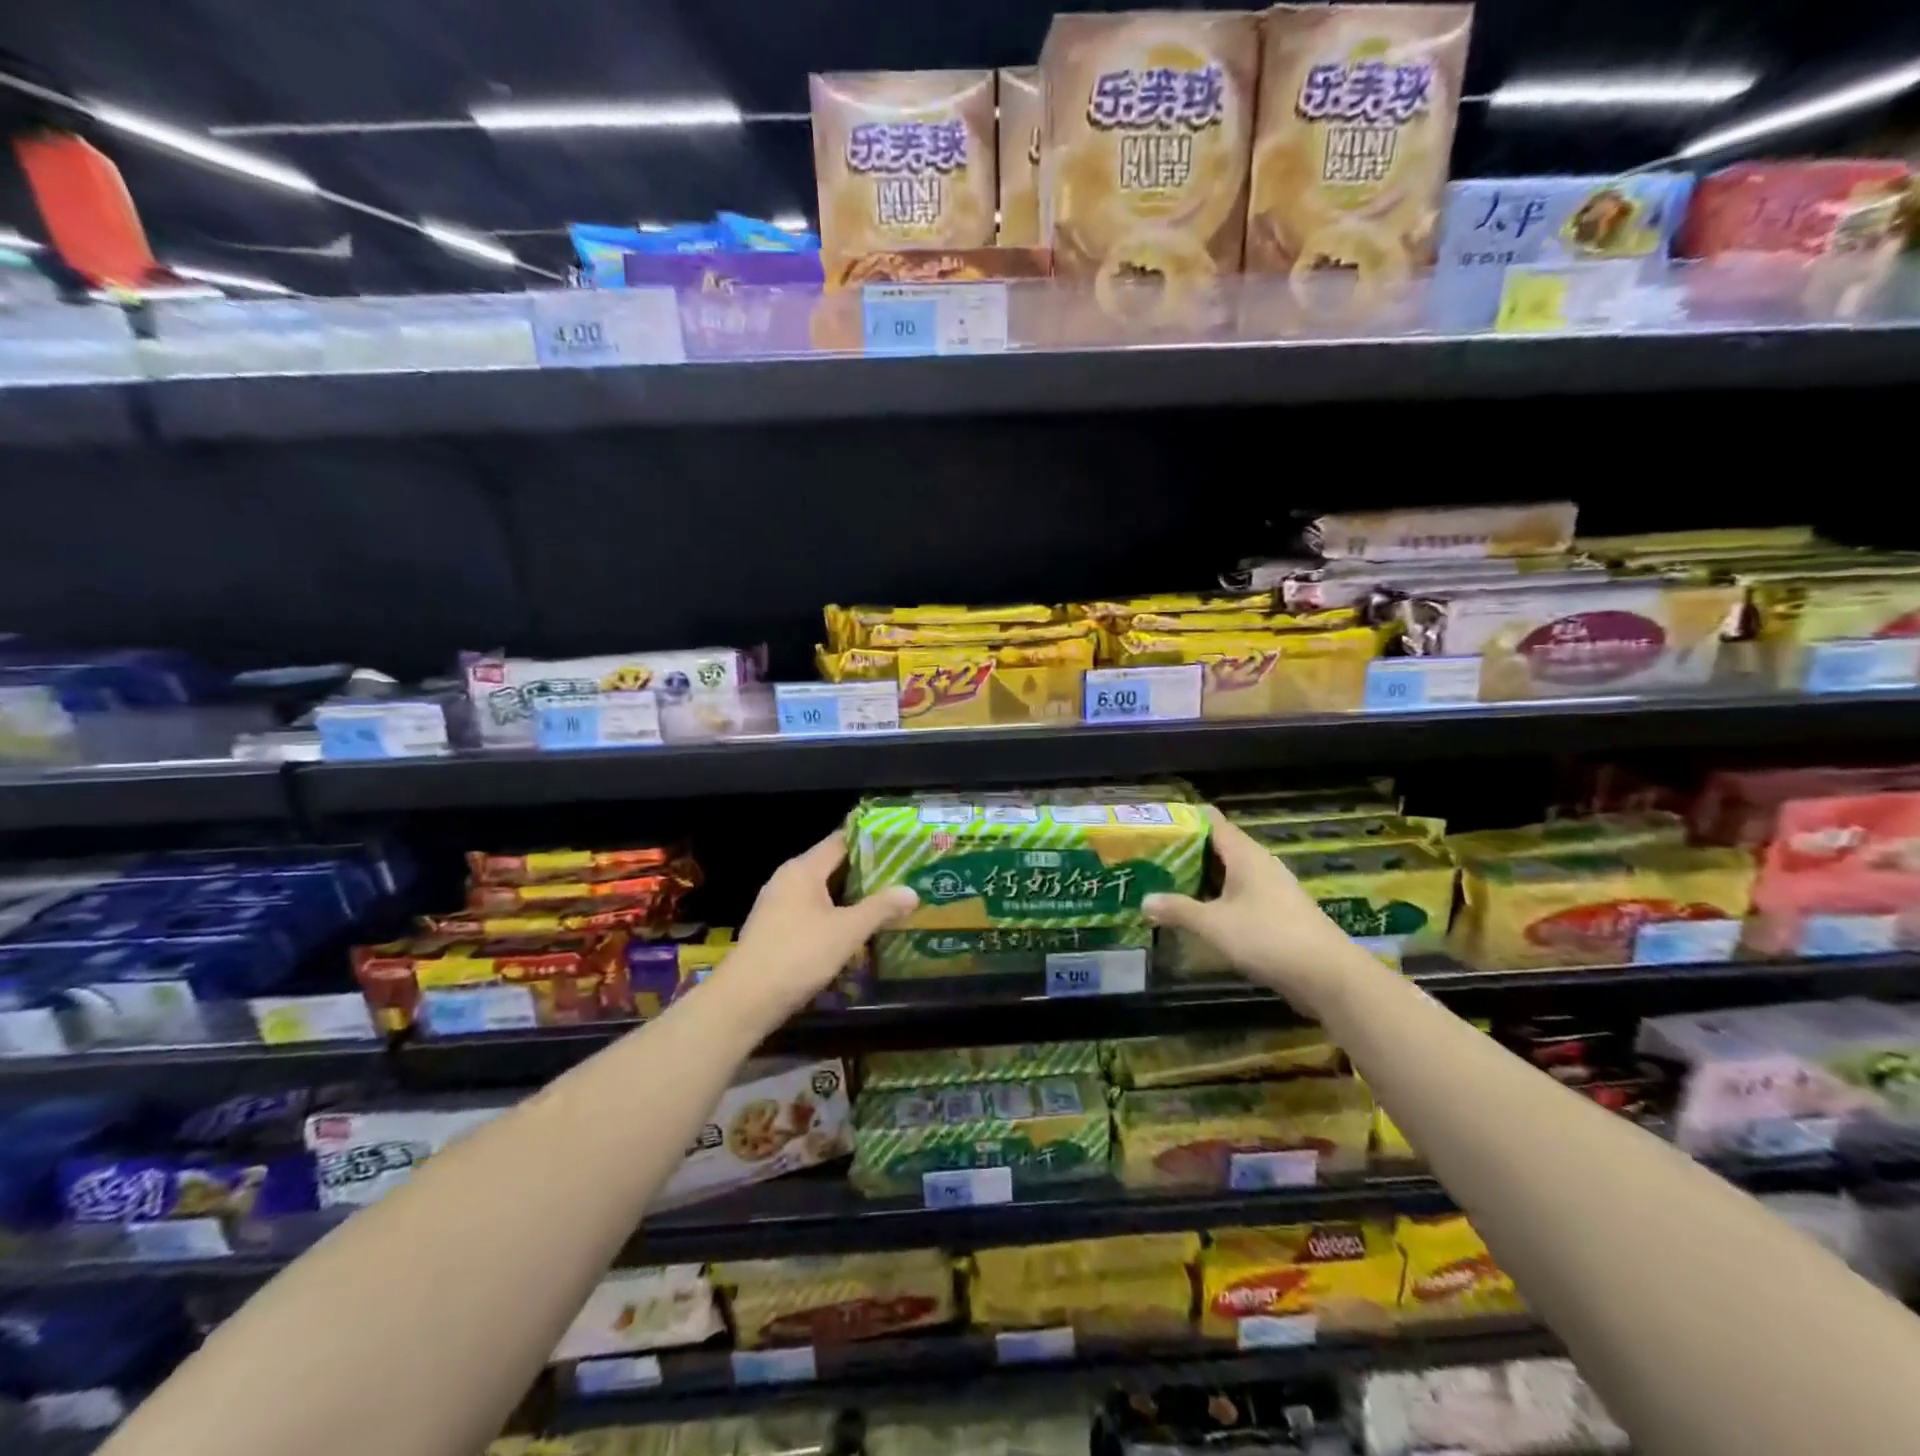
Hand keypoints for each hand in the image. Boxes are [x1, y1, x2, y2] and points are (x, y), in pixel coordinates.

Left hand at [725, 833, 917, 1014]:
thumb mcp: (847, 931)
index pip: (841, 842)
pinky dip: (832, 918)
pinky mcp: (773, 930)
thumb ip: (880, 908)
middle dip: (865, 875)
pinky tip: (852, 933)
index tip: (899, 848)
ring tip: (883, 906)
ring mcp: (776, 905)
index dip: (870, 843)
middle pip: (832, 867)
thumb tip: (911, 891)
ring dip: (849, 899)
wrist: (745, 1000)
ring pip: (821, 893)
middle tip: (900, 879)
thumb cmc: (798, 955)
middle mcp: (787, 880)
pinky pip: (810, 913)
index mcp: (802, 869)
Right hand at [1143, 806, 1357, 1012]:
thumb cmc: (1268, 937)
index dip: (1185, 819)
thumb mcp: (1214, 924)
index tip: (1156, 824)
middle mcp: (1260, 865)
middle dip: (1186, 851)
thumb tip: (1144, 901)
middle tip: (1151, 857)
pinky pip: (1239, 895)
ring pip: (1229, 874)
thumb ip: (1178, 910)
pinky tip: (1198, 913)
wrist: (1328, 976)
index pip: (1212, 822)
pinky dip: (1217, 898)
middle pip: (1218, 847)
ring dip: (1201, 878)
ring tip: (1167, 883)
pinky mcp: (1277, 913)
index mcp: (1246, 855)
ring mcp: (1271, 889)